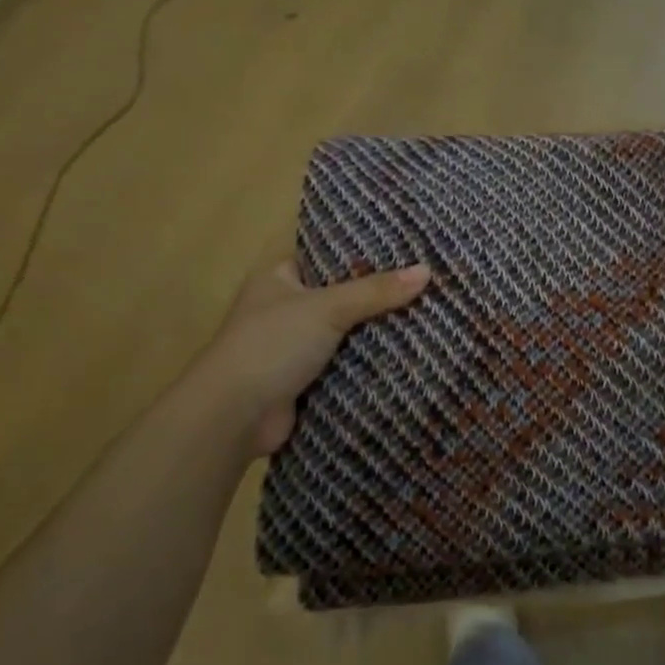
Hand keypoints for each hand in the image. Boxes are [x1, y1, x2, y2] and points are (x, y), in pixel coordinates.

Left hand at [196, 260, 430, 457]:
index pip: (328, 255)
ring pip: (347, 331)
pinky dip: (370, 362)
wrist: (234, 415)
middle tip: (428, 283)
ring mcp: (296, 346)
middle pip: (343, 294)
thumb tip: (427, 271)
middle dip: (379, 294)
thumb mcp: (327, 308)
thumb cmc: (272, 345)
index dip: (365, 252)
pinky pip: (347, 363)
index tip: (408, 249)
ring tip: (430, 315)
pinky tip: (409, 354)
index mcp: (279, 277)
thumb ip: (376, 291)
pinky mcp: (307, 380)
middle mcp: (286, 307)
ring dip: (377, 331)